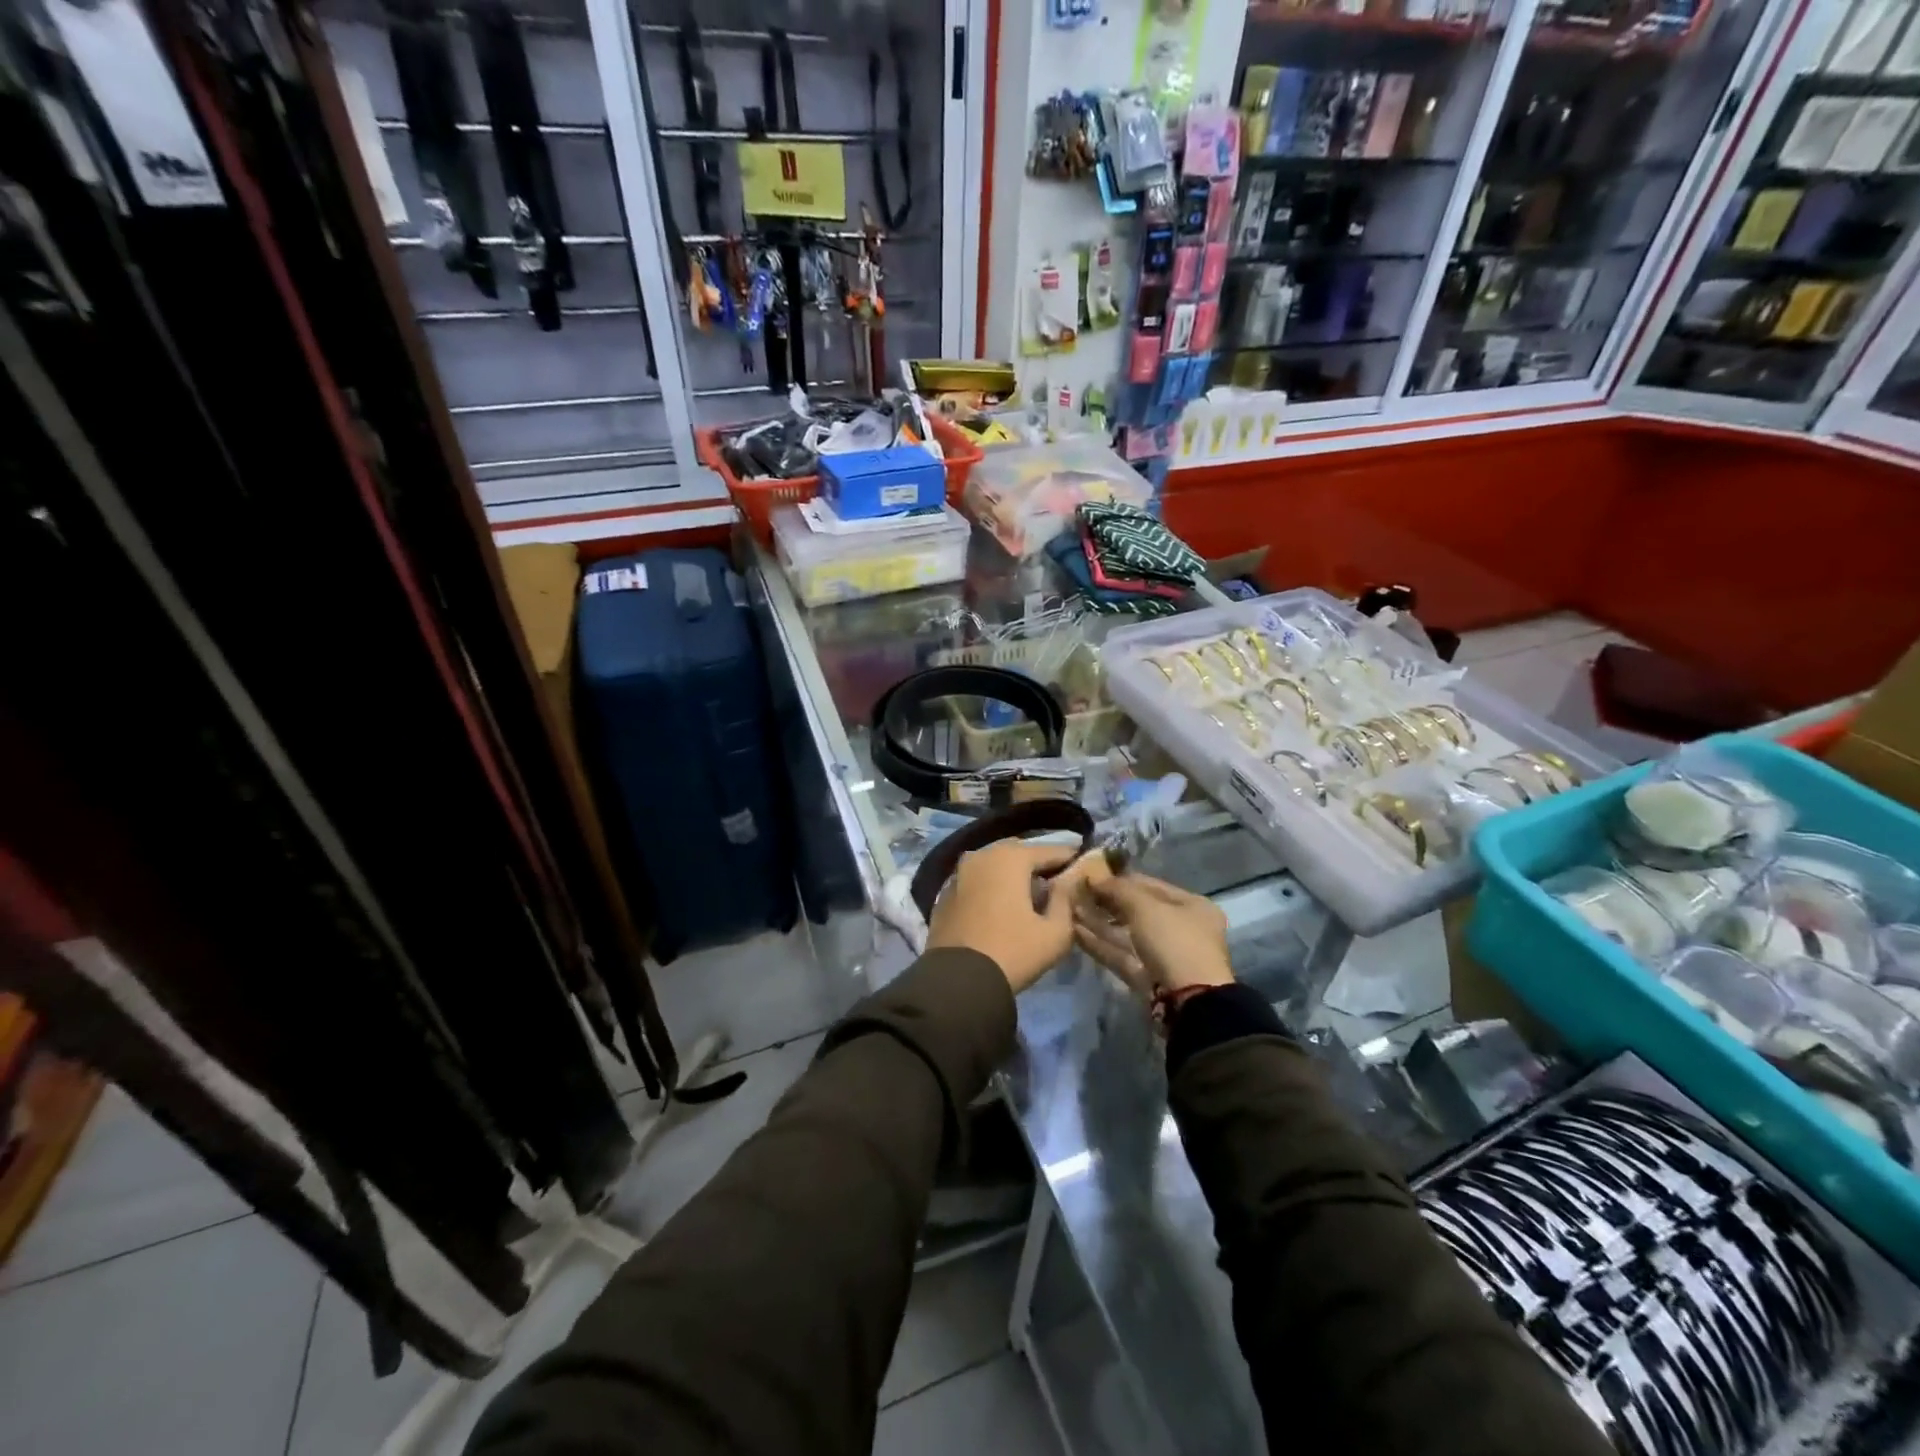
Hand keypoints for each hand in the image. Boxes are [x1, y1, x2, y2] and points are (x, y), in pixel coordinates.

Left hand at [926, 840, 1105, 993]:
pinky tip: (1002, 907)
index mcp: (1010, 858)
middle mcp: (982, 855)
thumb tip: (1068, 881)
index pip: (1050, 850)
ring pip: (994, 865)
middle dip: (1038, 865)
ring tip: (1030, 896)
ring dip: (1013, 875)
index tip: (1084, 866)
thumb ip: (1066, 900)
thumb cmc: (1013, 952)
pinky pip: (977, 881)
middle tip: (1056, 883)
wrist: (958, 981)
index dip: (1070, 859)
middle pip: (1019, 853)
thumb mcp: (1056, 932)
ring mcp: (959, 873)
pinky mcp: (946, 894)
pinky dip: (992, 887)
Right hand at [1074, 874, 1232, 998]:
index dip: (1120, 879)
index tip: (1091, 874)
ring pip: (1126, 934)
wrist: (1189, 1003)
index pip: (1150, 885)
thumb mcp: (1147, 907)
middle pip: (1137, 910)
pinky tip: (1075, 932)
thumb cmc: (1174, 942)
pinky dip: (1100, 944)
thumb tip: (1095, 877)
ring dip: (1099, 922)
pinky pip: (1120, 954)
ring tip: (1070, 909)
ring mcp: (1163, 956)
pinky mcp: (1146, 977)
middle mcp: (1180, 929)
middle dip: (1106, 902)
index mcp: (1191, 906)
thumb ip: (1119, 890)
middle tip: (1076, 892)